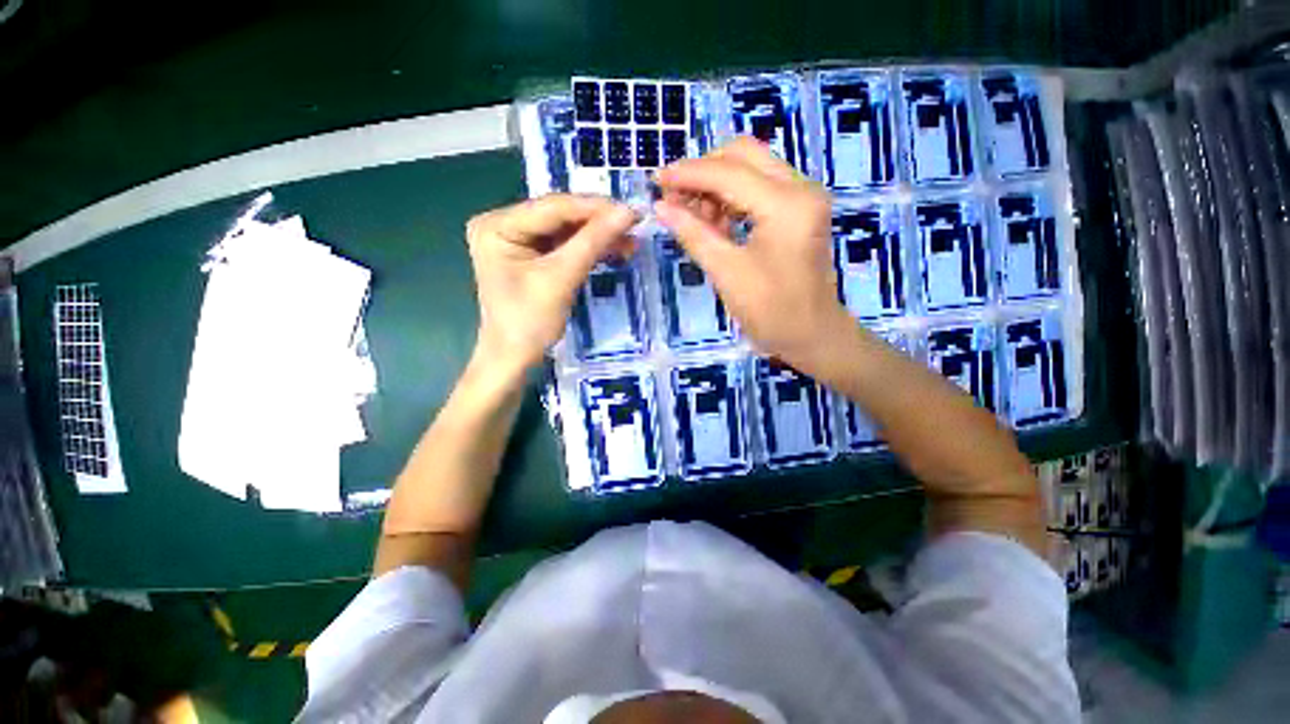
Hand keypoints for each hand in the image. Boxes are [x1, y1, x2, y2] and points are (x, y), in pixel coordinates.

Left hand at [465, 195, 637, 368]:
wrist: (514, 359)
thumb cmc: (529, 323)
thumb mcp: (560, 279)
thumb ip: (593, 242)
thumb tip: (628, 212)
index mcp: (497, 225)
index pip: (553, 207)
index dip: (595, 208)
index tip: (632, 211)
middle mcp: (503, 224)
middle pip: (560, 216)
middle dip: (599, 223)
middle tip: (635, 226)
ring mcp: (517, 239)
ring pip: (566, 230)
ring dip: (598, 236)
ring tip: (630, 241)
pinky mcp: (531, 255)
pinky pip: (565, 245)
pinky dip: (590, 248)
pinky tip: (614, 250)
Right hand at [654, 138, 852, 374]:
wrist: (812, 336)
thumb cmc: (771, 312)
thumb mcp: (727, 273)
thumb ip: (693, 234)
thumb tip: (661, 207)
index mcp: (786, 204)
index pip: (729, 172)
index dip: (687, 174)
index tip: (656, 181)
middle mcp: (801, 188)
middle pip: (744, 154)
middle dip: (704, 171)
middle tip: (676, 199)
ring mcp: (803, 197)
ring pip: (751, 168)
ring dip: (717, 185)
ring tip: (692, 216)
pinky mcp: (799, 210)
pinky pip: (759, 188)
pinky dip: (732, 198)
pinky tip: (714, 223)